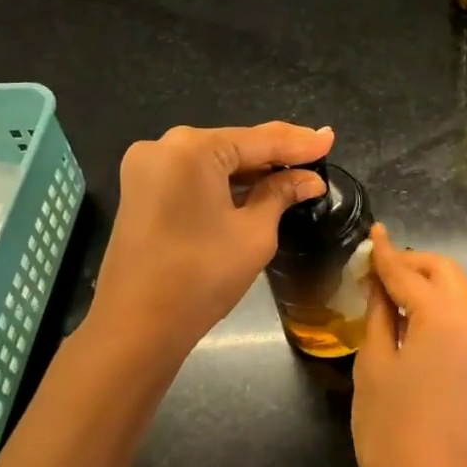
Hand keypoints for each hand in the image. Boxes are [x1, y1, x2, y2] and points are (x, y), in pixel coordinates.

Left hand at [90, 121, 332, 355]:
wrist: (136, 326)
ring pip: (212, 160)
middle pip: (233, 145)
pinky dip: (223, 182)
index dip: (299, 143)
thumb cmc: (202, 277)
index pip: (259, 140)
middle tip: (316, 152)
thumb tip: (309, 180)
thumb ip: (281, 195)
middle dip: (275, 153)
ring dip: (250, 169)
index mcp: (192, 149)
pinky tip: (254, 187)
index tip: (330, 139)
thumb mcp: (254, 233)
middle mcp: (164, 146)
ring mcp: (146, 168)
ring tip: (294, 171)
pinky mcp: (139, 190)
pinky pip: (192, 176)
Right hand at [352, 223, 466, 466]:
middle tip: (375, 269)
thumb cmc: (390, 429)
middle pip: (445, 272)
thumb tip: (380, 282)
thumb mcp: (373, 364)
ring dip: (426, 283)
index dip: (386, 253)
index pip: (409, 272)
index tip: (372, 233)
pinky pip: (463, 316)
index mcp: (445, 317)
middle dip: (412, 263)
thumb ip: (380, 313)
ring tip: (388, 292)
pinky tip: (410, 317)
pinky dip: (438, 305)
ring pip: (458, 291)